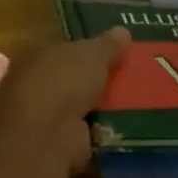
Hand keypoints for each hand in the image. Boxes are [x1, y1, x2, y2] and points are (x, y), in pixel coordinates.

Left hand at [0, 28, 128, 173]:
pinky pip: (90, 136)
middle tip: (136, 80)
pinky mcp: (60, 146)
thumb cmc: (62, 82)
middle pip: (74, 83)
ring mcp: (46, 120)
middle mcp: (36, 88)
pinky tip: (131, 130)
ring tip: (141, 106)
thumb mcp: (91, 54)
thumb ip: (107, 45)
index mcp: (36, 57)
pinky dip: (106, 134)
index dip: (89, 52)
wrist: (47, 133)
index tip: (118, 54)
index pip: (65, 52)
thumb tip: (123, 30)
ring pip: (84, 110)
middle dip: (99, 84)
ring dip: (106, 111)